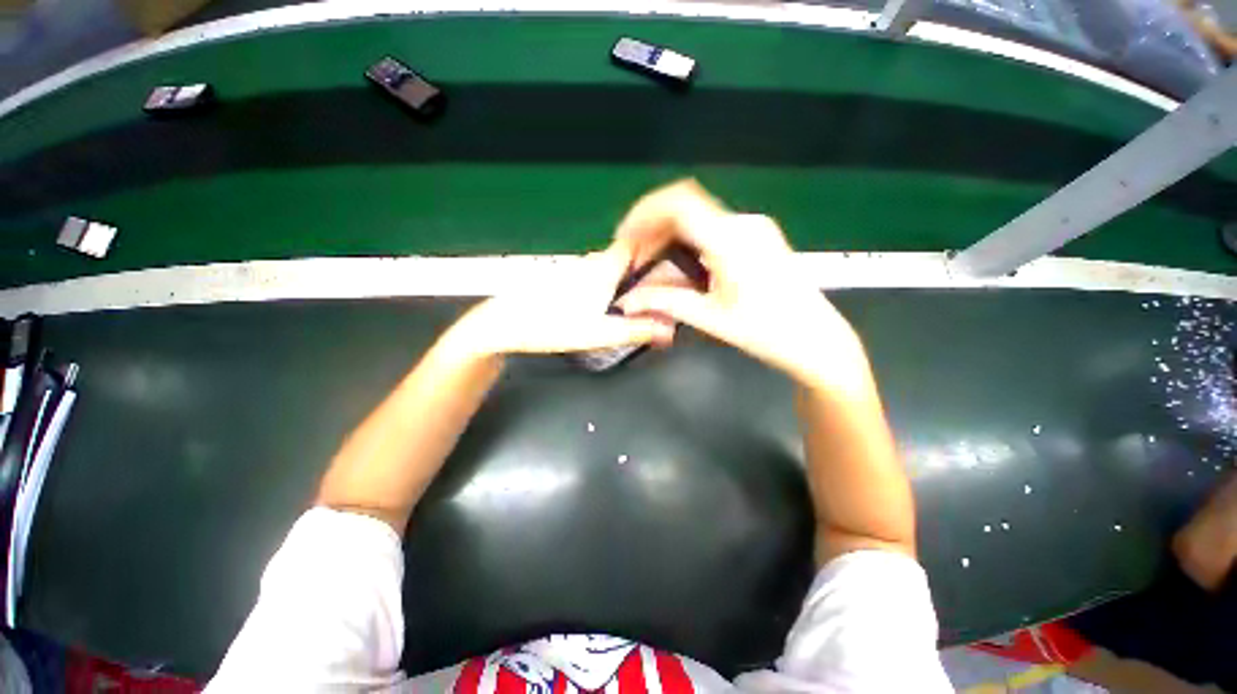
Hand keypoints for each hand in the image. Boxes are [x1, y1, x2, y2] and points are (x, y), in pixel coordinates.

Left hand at [444, 242, 673, 359]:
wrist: (504, 325)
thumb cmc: (552, 327)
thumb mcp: (599, 333)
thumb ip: (637, 330)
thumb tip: (671, 330)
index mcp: (604, 268)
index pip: (638, 245)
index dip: (656, 250)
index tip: (671, 266)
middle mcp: (591, 262)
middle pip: (627, 258)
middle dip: (644, 272)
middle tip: (658, 293)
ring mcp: (576, 269)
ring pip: (611, 267)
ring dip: (626, 280)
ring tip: (637, 302)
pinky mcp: (565, 279)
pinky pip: (596, 276)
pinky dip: (608, 286)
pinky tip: (606, 305)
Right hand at [615, 180, 867, 390]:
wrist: (817, 340)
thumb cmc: (766, 332)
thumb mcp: (710, 318)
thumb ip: (664, 304)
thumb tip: (626, 301)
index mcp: (731, 239)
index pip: (678, 203)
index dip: (644, 213)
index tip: (625, 237)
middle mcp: (743, 223)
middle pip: (685, 208)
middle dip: (653, 228)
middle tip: (635, 257)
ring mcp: (754, 228)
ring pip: (698, 217)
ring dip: (670, 234)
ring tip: (652, 262)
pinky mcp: (758, 237)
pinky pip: (713, 228)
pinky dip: (688, 240)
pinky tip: (680, 264)